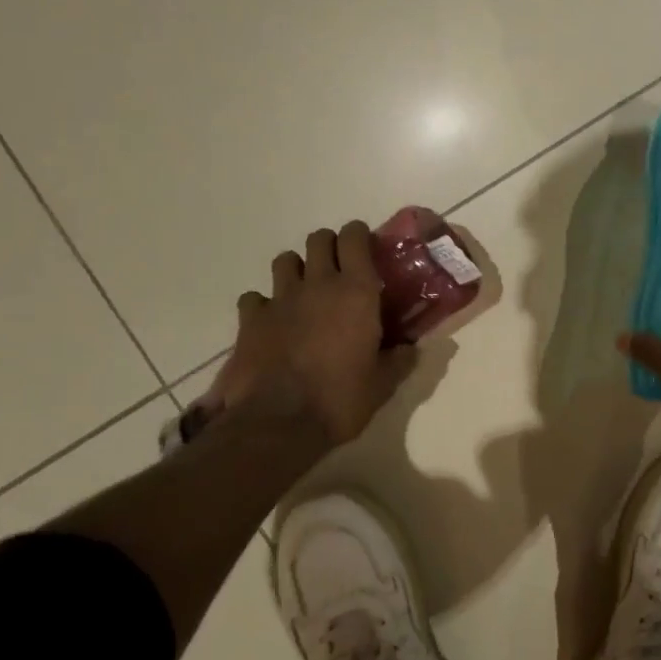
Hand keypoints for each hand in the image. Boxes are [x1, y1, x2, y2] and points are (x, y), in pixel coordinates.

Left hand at [204, 221, 416, 446]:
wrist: (278, 423)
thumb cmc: (340, 399)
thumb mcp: (383, 384)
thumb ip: (399, 360)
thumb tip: (411, 348)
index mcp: (356, 292)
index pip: (354, 237)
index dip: (359, 236)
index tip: (366, 249)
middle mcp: (318, 284)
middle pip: (319, 239)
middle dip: (329, 247)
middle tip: (338, 270)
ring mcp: (280, 299)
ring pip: (285, 260)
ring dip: (296, 269)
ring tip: (304, 292)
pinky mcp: (250, 319)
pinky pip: (254, 297)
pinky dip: (263, 305)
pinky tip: (271, 323)